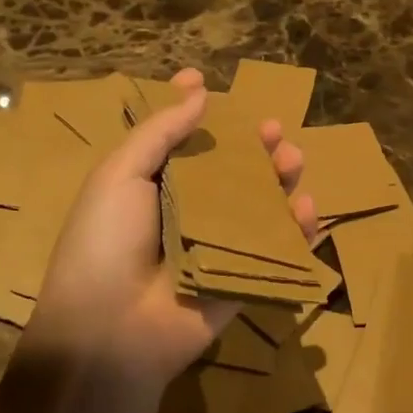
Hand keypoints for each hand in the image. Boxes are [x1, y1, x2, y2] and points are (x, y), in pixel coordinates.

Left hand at [26, 68, 316, 392]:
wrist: (110, 329)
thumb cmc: (106, 241)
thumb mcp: (119, 175)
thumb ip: (159, 132)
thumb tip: (197, 90)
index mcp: (152, 186)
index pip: (180, 142)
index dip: (195, 114)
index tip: (209, 83)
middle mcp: (187, 213)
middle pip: (229, 171)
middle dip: (253, 147)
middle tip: (273, 129)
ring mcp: (217, 248)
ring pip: (258, 206)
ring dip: (279, 180)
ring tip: (292, 160)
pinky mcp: (243, 279)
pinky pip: (276, 251)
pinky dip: (297, 231)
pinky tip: (306, 208)